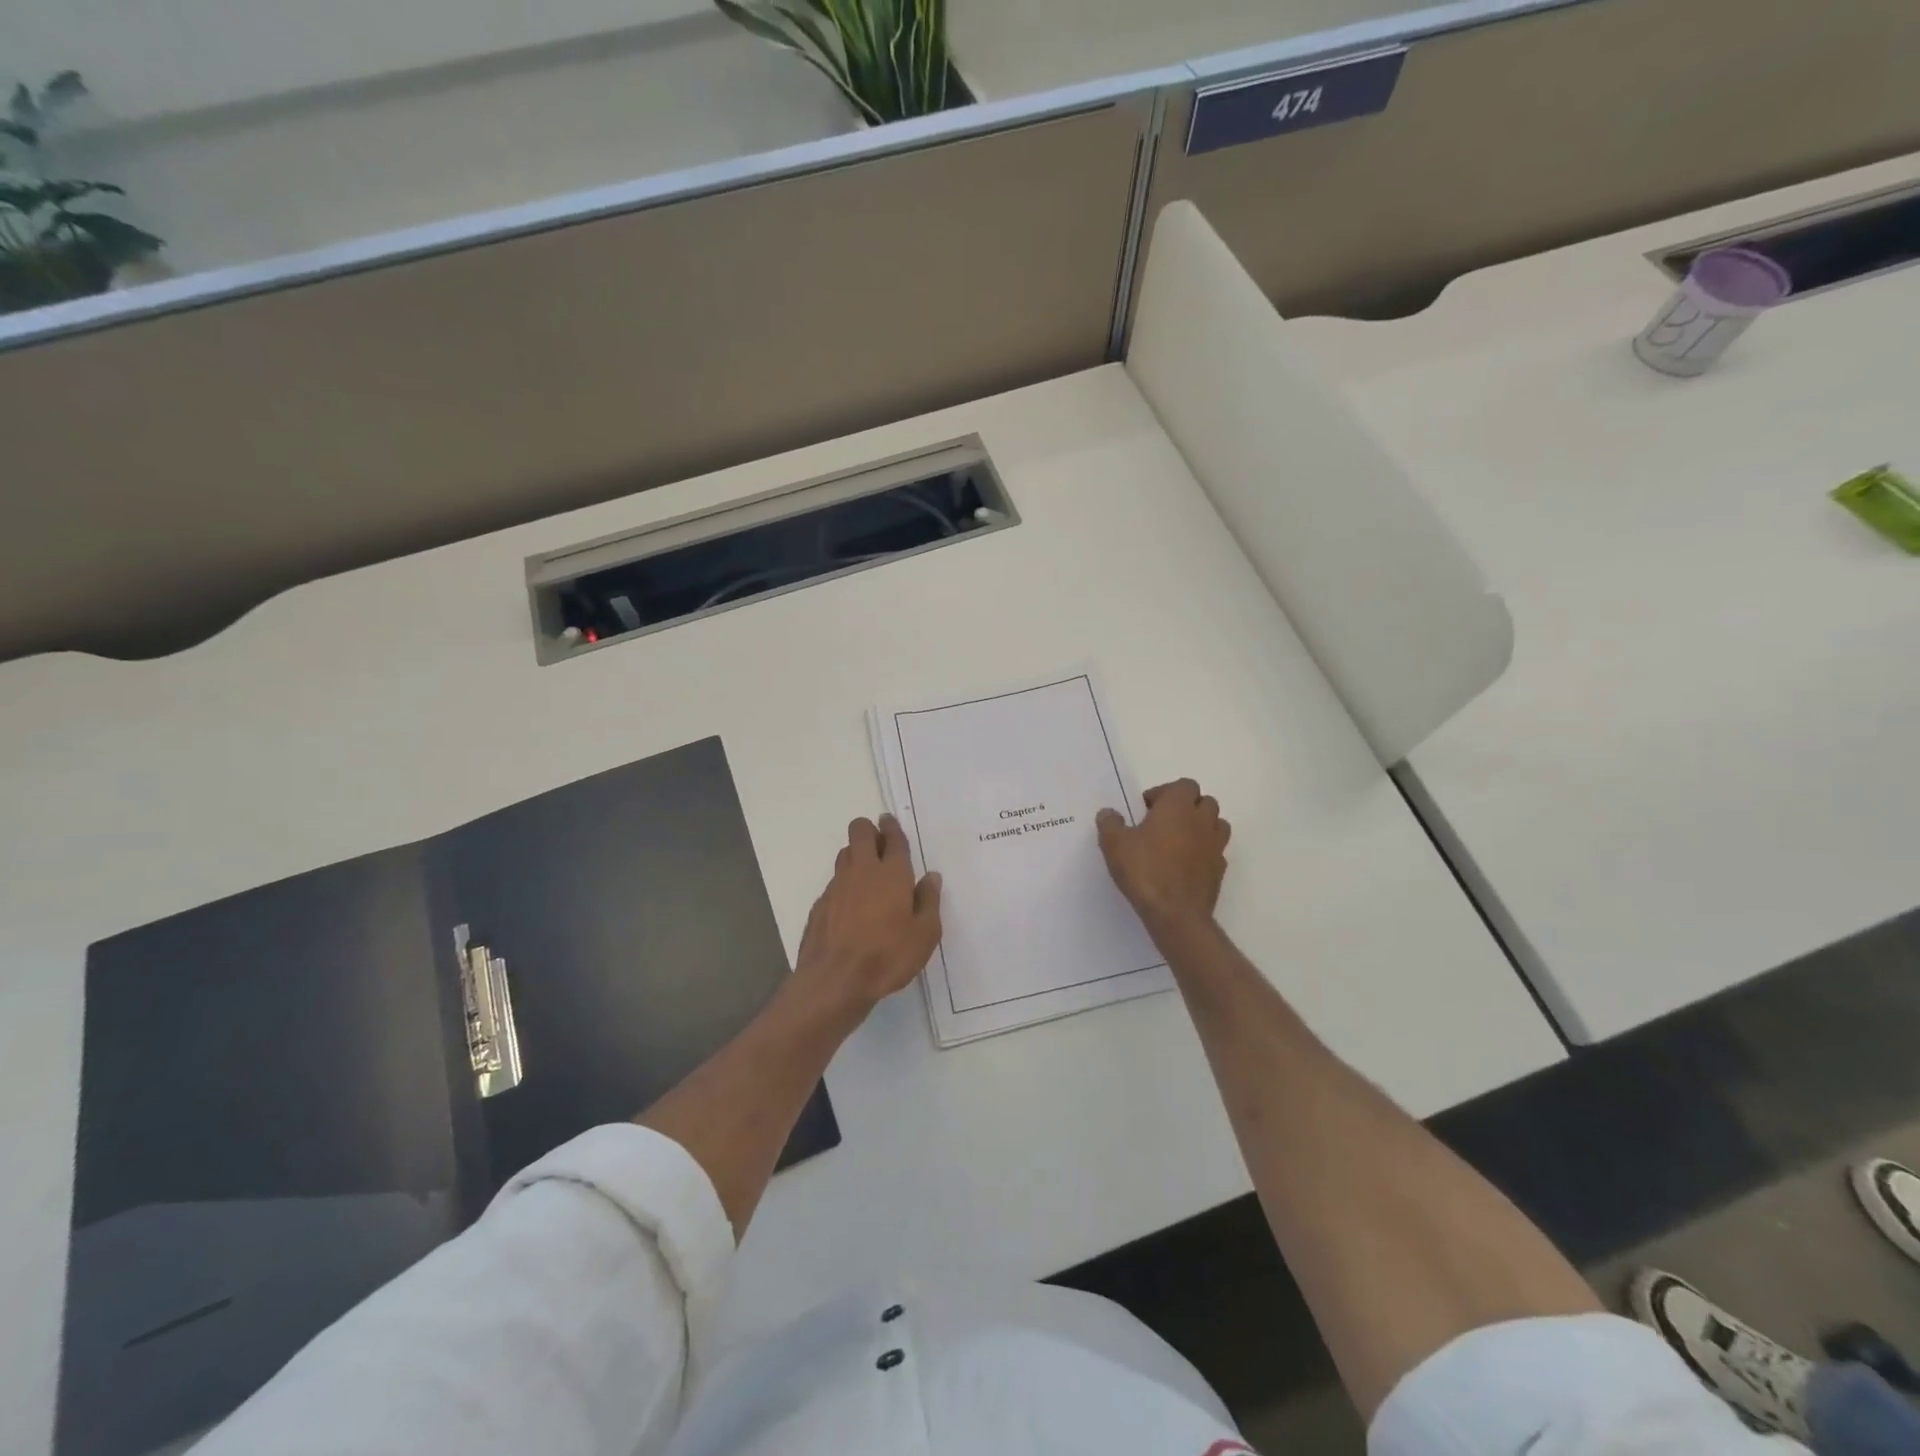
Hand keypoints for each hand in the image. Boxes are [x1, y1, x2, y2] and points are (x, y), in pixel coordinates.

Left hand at [793, 815, 942, 1019]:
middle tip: (879, 844)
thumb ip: (929, 901)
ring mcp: (837, 886)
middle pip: (859, 832)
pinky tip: (851, 906)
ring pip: (845, 854)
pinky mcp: (820, 904)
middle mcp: (862, 871)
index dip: (892, 827)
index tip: (889, 821)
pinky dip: (845, 884)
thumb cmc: (888, 956)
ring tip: (867, 874)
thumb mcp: (924, 934)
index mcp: (892, 874)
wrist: (835, 980)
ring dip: (855, 855)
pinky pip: (834, 882)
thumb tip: (931, 877)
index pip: (893, 839)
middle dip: (869, 830)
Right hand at [1097, 779, 1230, 938]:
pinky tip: (1185, 864)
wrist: (1176, 914)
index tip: (1146, 809)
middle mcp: (1201, 820)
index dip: (1165, 793)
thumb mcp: (1114, 844)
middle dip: (1186, 807)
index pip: (1183, 785)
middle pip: (1204, 801)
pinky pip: (1215, 851)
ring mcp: (1215, 845)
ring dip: (1200, 826)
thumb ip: (1110, 823)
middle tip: (1163, 823)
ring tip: (1178, 841)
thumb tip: (1108, 813)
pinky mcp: (1220, 869)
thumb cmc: (1144, 871)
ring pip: (1216, 824)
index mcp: (1178, 807)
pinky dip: (1204, 851)